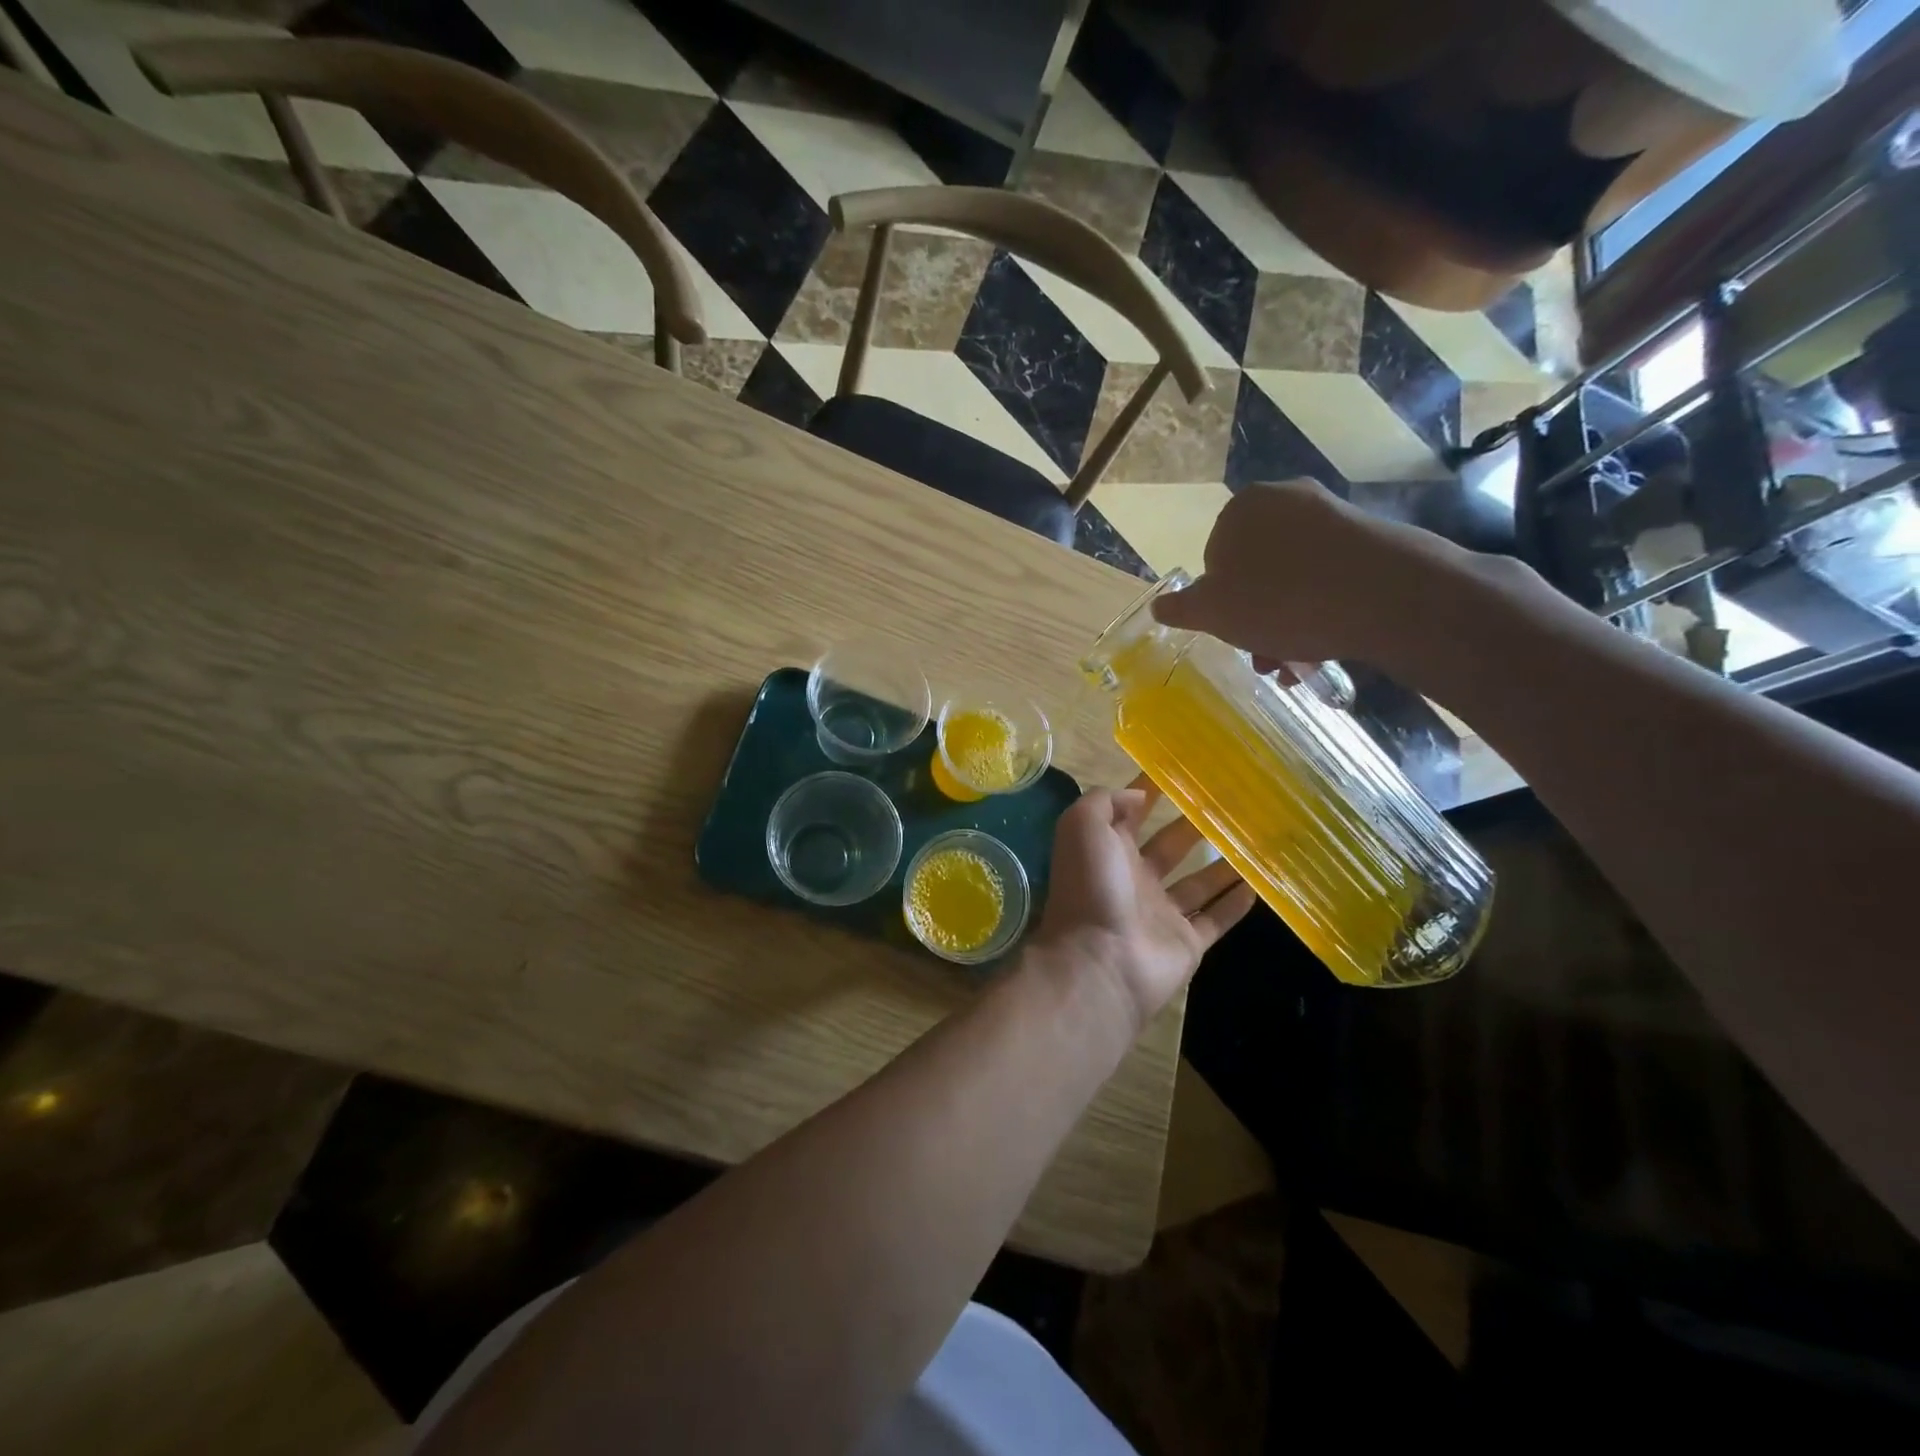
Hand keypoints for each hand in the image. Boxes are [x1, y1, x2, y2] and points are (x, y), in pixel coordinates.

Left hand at [1032, 779, 1255, 1033]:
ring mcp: (1161, 912)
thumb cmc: (1090, 886)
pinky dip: (1235, 905)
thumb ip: (1106, 802)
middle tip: (1232, 803)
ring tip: (1255, 840)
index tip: (1184, 769)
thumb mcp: (1082, 827)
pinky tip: (1259, 884)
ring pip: (1198, 882)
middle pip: (1171, 845)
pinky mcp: (1186, 942)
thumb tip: (1138, 794)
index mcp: (1108, 850)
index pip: (1132, 813)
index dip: (1151, 791)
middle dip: (1194, 824)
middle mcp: (1135, 878)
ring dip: (1223, 864)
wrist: (1100, 960)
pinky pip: (1216, 920)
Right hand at [1150, 479, 1476, 671]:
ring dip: (1286, 622)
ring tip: (1296, 663)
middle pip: (1255, 570)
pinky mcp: (1369, 537)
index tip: (1235, 633)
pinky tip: (1326, 643)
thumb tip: (1160, 606)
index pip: (1214, 561)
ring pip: (1292, 578)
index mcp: (1241, 508)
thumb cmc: (1281, 601)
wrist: (1385, 596)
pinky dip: (1321, 607)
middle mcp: (1285, 500)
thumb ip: (1182, 608)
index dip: (1220, 603)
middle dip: (1256, 618)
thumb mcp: (1214, 613)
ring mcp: (1332, 515)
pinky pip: (1328, 577)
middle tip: (1265, 657)